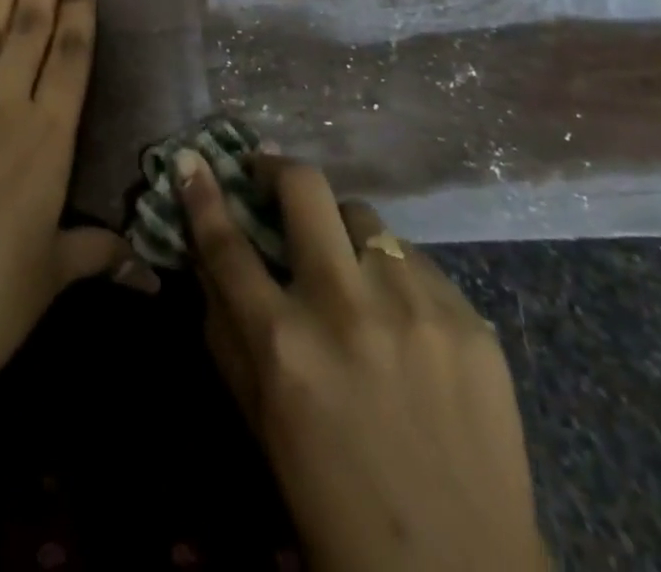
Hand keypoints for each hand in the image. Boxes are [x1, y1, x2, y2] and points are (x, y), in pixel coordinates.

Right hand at [177, 150, 546, 571]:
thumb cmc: (334, 502)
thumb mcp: (260, 419)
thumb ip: (227, 331)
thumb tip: (207, 258)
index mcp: (284, 344)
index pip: (227, 243)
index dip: (202, 194)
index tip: (192, 160)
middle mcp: (346, 308)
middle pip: (305, 189)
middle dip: (277, 170)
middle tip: (270, 178)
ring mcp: (414, 307)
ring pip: (365, 218)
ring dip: (342, 231)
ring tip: (348, 269)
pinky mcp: (468, 320)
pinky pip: (416, 263)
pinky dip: (394, 275)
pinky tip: (402, 319)